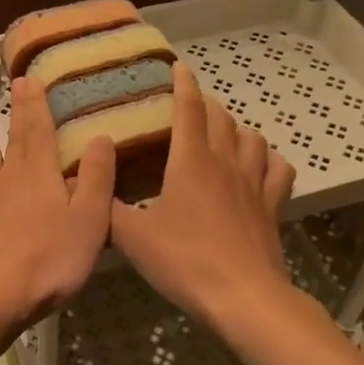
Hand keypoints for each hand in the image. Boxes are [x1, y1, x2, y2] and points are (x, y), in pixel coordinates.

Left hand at [0, 78, 114, 335]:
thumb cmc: (53, 258)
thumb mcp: (91, 218)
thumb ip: (97, 177)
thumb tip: (101, 137)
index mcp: (41, 174)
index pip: (39, 129)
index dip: (36, 103)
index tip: (31, 76)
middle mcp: (11, 177)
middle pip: (13, 136)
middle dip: (16, 107)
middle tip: (13, 80)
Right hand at [110, 61, 297, 330]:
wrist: (243, 297)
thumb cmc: (185, 260)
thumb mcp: (132, 238)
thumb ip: (106, 210)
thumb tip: (85, 189)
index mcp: (190, 162)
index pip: (189, 109)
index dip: (183, 84)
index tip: (178, 67)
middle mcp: (225, 163)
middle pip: (221, 118)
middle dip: (206, 104)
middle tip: (190, 105)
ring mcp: (254, 184)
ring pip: (252, 138)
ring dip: (236, 128)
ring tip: (223, 132)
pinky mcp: (272, 206)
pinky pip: (278, 170)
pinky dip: (269, 159)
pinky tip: (260, 165)